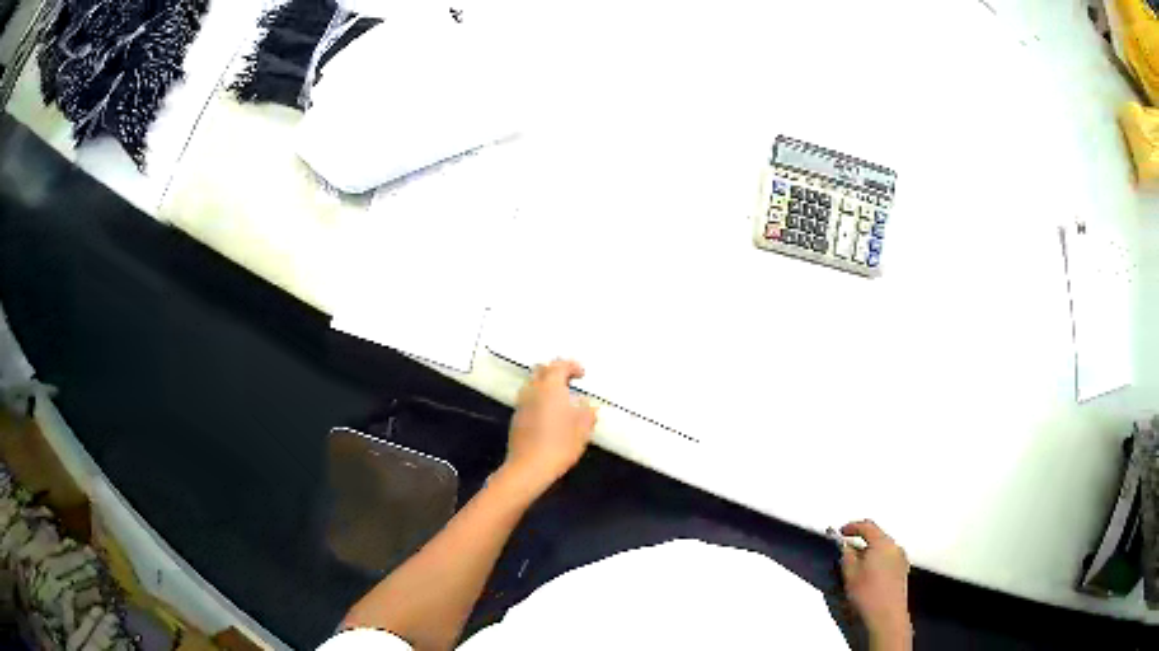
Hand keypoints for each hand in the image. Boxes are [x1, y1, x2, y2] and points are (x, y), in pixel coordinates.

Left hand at [501, 359, 597, 494]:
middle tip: (569, 381)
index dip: (572, 366)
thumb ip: (587, 411)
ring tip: (560, 398)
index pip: (559, 366)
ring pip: (532, 385)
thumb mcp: (583, 428)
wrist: (529, 467)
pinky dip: (539, 399)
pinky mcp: (516, 419)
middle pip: (541, 371)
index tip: (582, 374)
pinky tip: (549, 414)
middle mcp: (533, 390)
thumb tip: (586, 404)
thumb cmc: (561, 443)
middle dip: (555, 371)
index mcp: (550, 387)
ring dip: (546, 386)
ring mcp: (521, 404)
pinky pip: (528, 400)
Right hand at [839, 520, 911, 648]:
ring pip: (883, 548)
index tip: (841, 532)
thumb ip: (846, 554)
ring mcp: (901, 559)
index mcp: (883, 542)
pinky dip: (877, 560)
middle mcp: (895, 547)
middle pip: (877, 536)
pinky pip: (888, 558)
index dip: (852, 527)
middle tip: (846, 549)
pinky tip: (868, 574)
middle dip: (861, 540)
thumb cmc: (867, 593)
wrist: (887, 616)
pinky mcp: (902, 571)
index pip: (867, 526)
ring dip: (869, 551)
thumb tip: (845, 545)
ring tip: (855, 565)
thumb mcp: (850, 573)